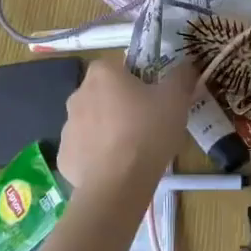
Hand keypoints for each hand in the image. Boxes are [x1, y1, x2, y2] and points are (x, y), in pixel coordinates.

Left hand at [56, 59, 197, 189]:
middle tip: (145, 122)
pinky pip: (84, 149)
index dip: (136, 79)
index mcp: (102, 74)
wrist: (118, 184)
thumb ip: (181, 76)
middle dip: (120, 104)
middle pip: (103, 93)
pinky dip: (97, 155)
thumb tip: (186, 65)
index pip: (117, 66)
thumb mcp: (176, 99)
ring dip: (107, 129)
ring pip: (92, 122)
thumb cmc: (148, 131)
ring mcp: (67, 127)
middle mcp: (78, 95)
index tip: (152, 96)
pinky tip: (116, 168)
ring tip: (132, 149)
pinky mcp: (64, 156)